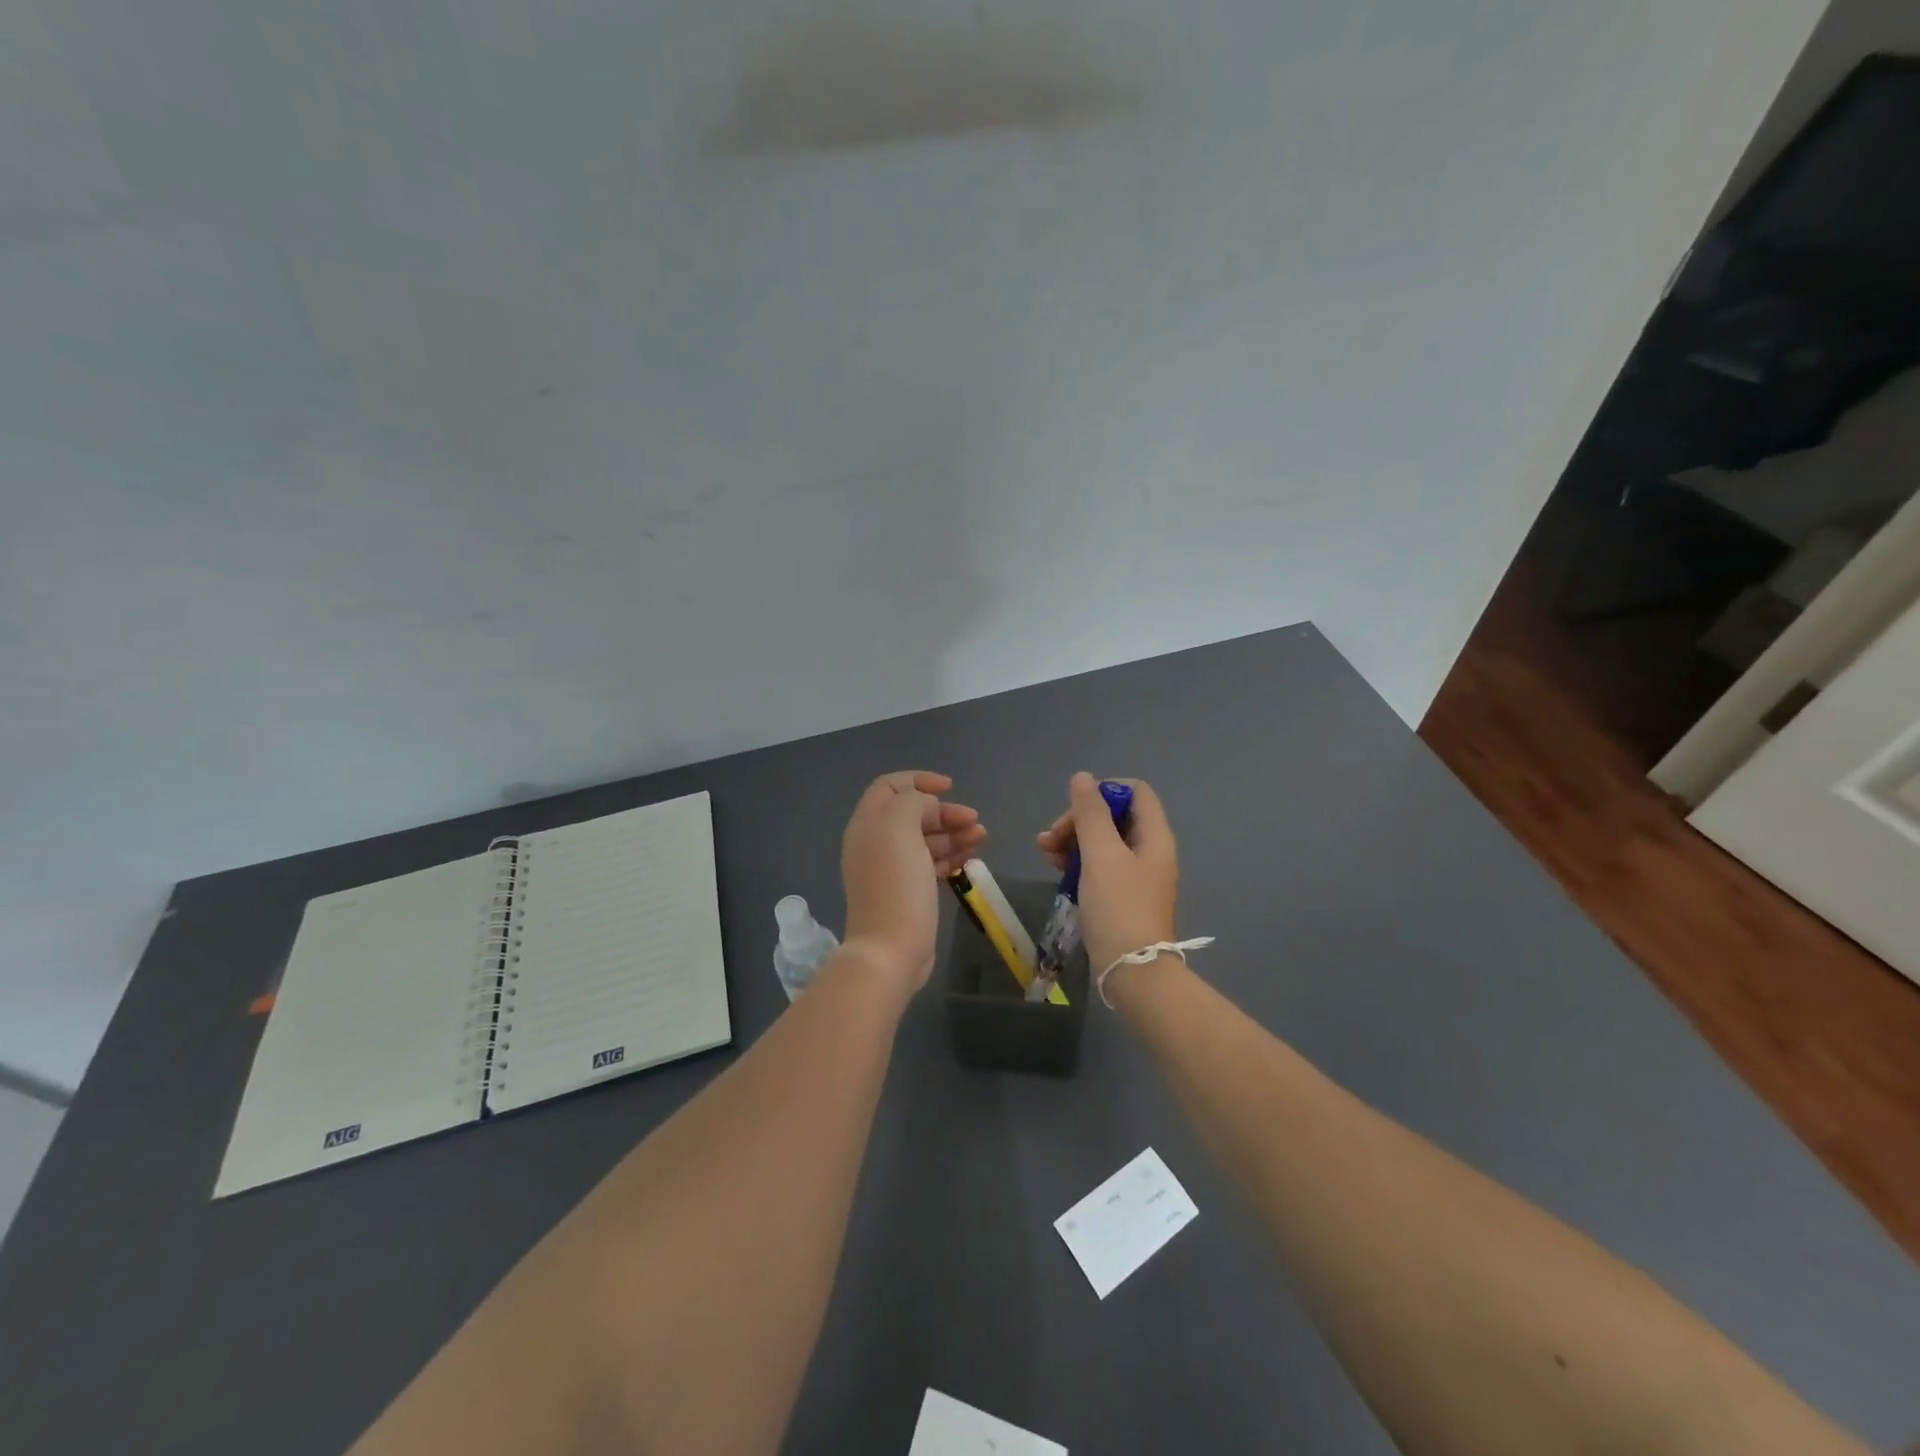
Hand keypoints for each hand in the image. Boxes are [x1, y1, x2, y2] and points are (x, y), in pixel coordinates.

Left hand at [841, 770, 985, 994]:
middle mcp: (876, 842)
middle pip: (912, 813)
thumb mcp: (900, 828)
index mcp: (868, 824)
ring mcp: (891, 869)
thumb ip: (912, 802)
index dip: (919, 780)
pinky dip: (951, 856)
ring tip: (981, 837)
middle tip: (974, 820)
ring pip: (925, 838)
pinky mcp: (907, 891)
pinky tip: (971, 859)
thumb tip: (926, 806)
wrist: (890, 950)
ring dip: (953, 832)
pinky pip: (931, 863)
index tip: (950, 787)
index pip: (890, 786)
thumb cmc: (895, 884)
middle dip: (944, 811)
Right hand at [1036, 773, 1178, 977]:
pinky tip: (1056, 870)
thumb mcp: (1101, 855)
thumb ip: (1090, 814)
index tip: (1076, 807)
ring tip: (1044, 853)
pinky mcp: (1123, 897)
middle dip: (1079, 820)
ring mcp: (1137, 876)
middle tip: (1051, 838)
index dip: (1104, 791)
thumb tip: (1083, 778)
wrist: (1133, 972)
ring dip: (1073, 840)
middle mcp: (1150, 851)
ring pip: (1103, 842)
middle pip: (1115, 816)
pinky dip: (1078, 862)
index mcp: (1155, 836)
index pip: (1135, 792)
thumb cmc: (1119, 907)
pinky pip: (1100, 866)